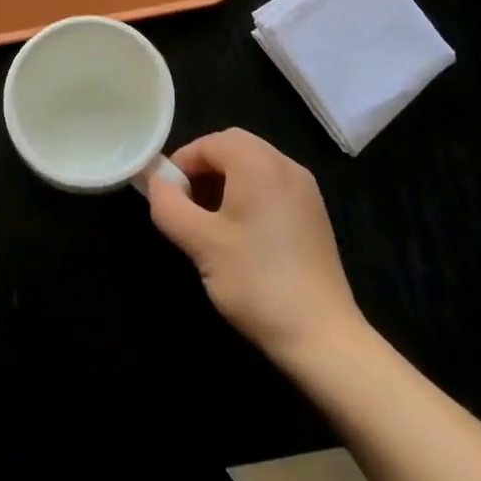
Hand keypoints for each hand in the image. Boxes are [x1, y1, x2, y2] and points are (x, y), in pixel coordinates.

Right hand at [147, 128, 365, 359]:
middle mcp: (285, 164)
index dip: (182, 163)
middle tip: (186, 204)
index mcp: (258, 163)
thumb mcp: (201, 244)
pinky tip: (242, 234)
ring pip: (254, 165)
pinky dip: (250, 195)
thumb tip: (157, 183)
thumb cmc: (257, 282)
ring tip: (209, 222)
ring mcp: (305, 189)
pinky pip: (272, 185)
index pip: (209, 143)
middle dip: (204, 169)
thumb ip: (169, 206)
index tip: (167, 196)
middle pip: (233, 147)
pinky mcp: (314, 214)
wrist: (324, 338)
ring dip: (226, 181)